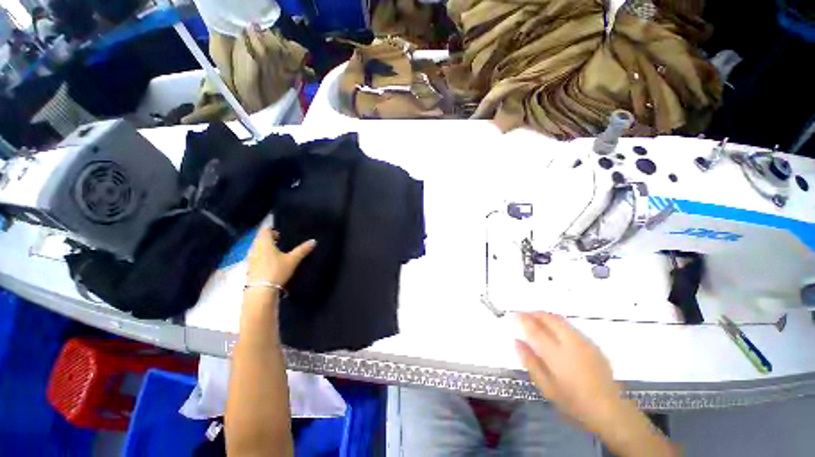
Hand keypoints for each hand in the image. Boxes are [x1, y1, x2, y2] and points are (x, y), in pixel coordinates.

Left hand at [247, 228, 315, 287]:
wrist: (261, 291)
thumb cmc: (277, 270)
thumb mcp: (293, 260)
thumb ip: (302, 250)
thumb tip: (313, 241)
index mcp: (264, 243)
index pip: (265, 230)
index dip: (273, 230)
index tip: (282, 235)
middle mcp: (254, 248)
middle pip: (260, 238)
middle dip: (270, 239)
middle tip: (282, 244)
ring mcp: (250, 258)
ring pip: (257, 248)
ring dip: (266, 248)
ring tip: (278, 254)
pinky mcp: (250, 268)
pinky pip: (256, 257)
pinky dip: (262, 257)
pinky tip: (271, 264)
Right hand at [515, 312, 623, 434]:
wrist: (608, 409)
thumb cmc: (573, 402)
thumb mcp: (546, 387)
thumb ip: (530, 362)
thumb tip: (517, 341)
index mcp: (557, 355)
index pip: (535, 330)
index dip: (523, 319)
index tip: (514, 314)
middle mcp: (571, 343)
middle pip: (549, 318)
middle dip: (534, 313)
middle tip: (523, 315)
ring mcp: (584, 342)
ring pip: (560, 320)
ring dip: (545, 316)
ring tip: (536, 320)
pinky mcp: (592, 344)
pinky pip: (570, 327)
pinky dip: (557, 323)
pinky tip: (554, 332)